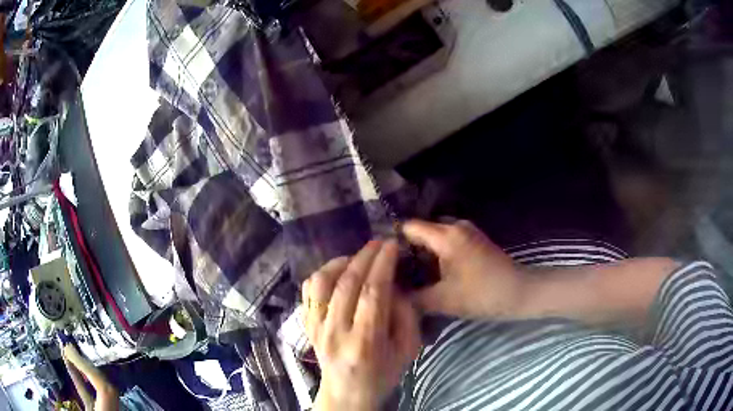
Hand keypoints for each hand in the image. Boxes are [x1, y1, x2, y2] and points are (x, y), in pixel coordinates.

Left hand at [302, 240, 420, 410]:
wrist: (346, 393)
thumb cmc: (382, 374)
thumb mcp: (408, 350)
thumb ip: (406, 316)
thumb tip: (394, 285)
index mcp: (364, 342)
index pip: (372, 293)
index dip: (382, 264)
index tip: (391, 245)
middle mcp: (335, 332)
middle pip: (347, 283)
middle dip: (365, 256)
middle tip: (379, 243)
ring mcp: (315, 327)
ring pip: (321, 282)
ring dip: (340, 262)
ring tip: (357, 257)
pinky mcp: (306, 324)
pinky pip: (308, 290)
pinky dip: (322, 274)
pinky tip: (338, 272)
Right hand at [402, 219, 526, 319]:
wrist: (520, 292)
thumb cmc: (482, 294)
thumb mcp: (443, 300)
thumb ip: (413, 298)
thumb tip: (390, 295)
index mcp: (446, 236)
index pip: (409, 228)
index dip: (392, 242)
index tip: (381, 260)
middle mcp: (455, 226)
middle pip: (421, 232)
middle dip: (406, 250)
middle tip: (392, 271)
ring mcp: (467, 232)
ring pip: (434, 238)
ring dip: (422, 254)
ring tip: (407, 275)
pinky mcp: (474, 241)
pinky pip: (447, 242)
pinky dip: (436, 255)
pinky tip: (429, 274)